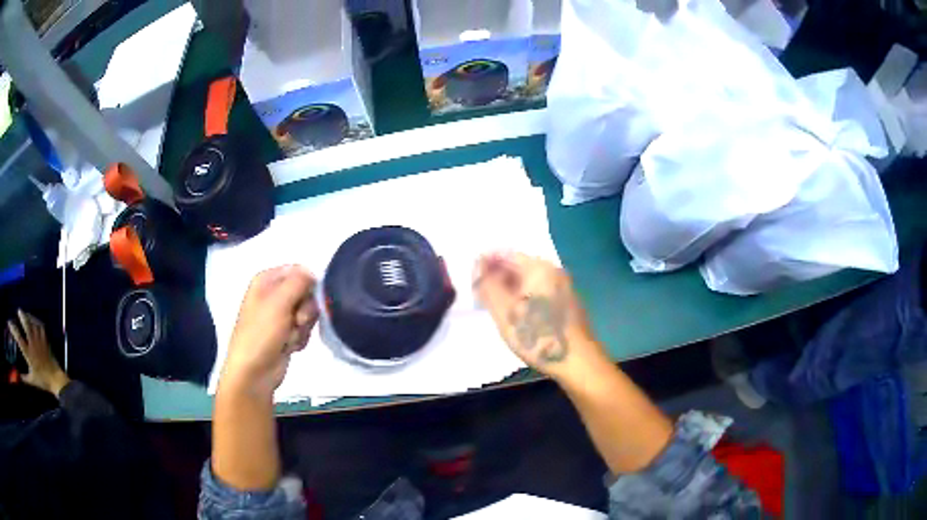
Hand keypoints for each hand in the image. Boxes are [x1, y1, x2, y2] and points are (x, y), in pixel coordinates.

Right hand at [7, 310, 69, 395]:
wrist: (55, 380)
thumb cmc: (42, 381)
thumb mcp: (32, 380)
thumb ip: (24, 378)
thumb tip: (18, 377)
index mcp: (28, 353)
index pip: (18, 338)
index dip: (13, 329)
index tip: (9, 323)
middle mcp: (33, 344)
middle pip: (26, 325)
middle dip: (22, 316)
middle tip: (18, 311)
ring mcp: (39, 341)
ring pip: (33, 323)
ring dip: (28, 317)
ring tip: (25, 314)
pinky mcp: (45, 341)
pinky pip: (41, 326)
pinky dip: (36, 321)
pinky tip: (34, 320)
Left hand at [220, 265, 318, 397]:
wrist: (253, 372)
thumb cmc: (261, 333)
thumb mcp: (279, 302)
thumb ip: (299, 281)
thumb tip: (312, 273)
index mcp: (266, 280)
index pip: (298, 271)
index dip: (307, 284)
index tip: (307, 298)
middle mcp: (273, 294)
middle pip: (306, 292)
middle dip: (306, 309)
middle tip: (297, 321)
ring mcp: (279, 315)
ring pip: (307, 312)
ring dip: (303, 327)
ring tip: (289, 339)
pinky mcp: (285, 334)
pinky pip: (304, 329)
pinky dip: (300, 339)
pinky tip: (290, 347)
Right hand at [473, 252, 607, 381]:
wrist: (578, 360)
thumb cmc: (538, 336)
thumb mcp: (504, 312)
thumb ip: (488, 286)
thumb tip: (477, 266)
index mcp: (538, 267)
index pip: (505, 254)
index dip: (485, 263)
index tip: (471, 279)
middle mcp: (553, 270)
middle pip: (519, 265)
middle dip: (497, 276)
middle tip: (480, 294)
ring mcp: (564, 286)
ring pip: (530, 280)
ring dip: (510, 288)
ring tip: (495, 305)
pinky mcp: (568, 302)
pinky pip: (540, 291)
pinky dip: (525, 296)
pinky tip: (517, 314)